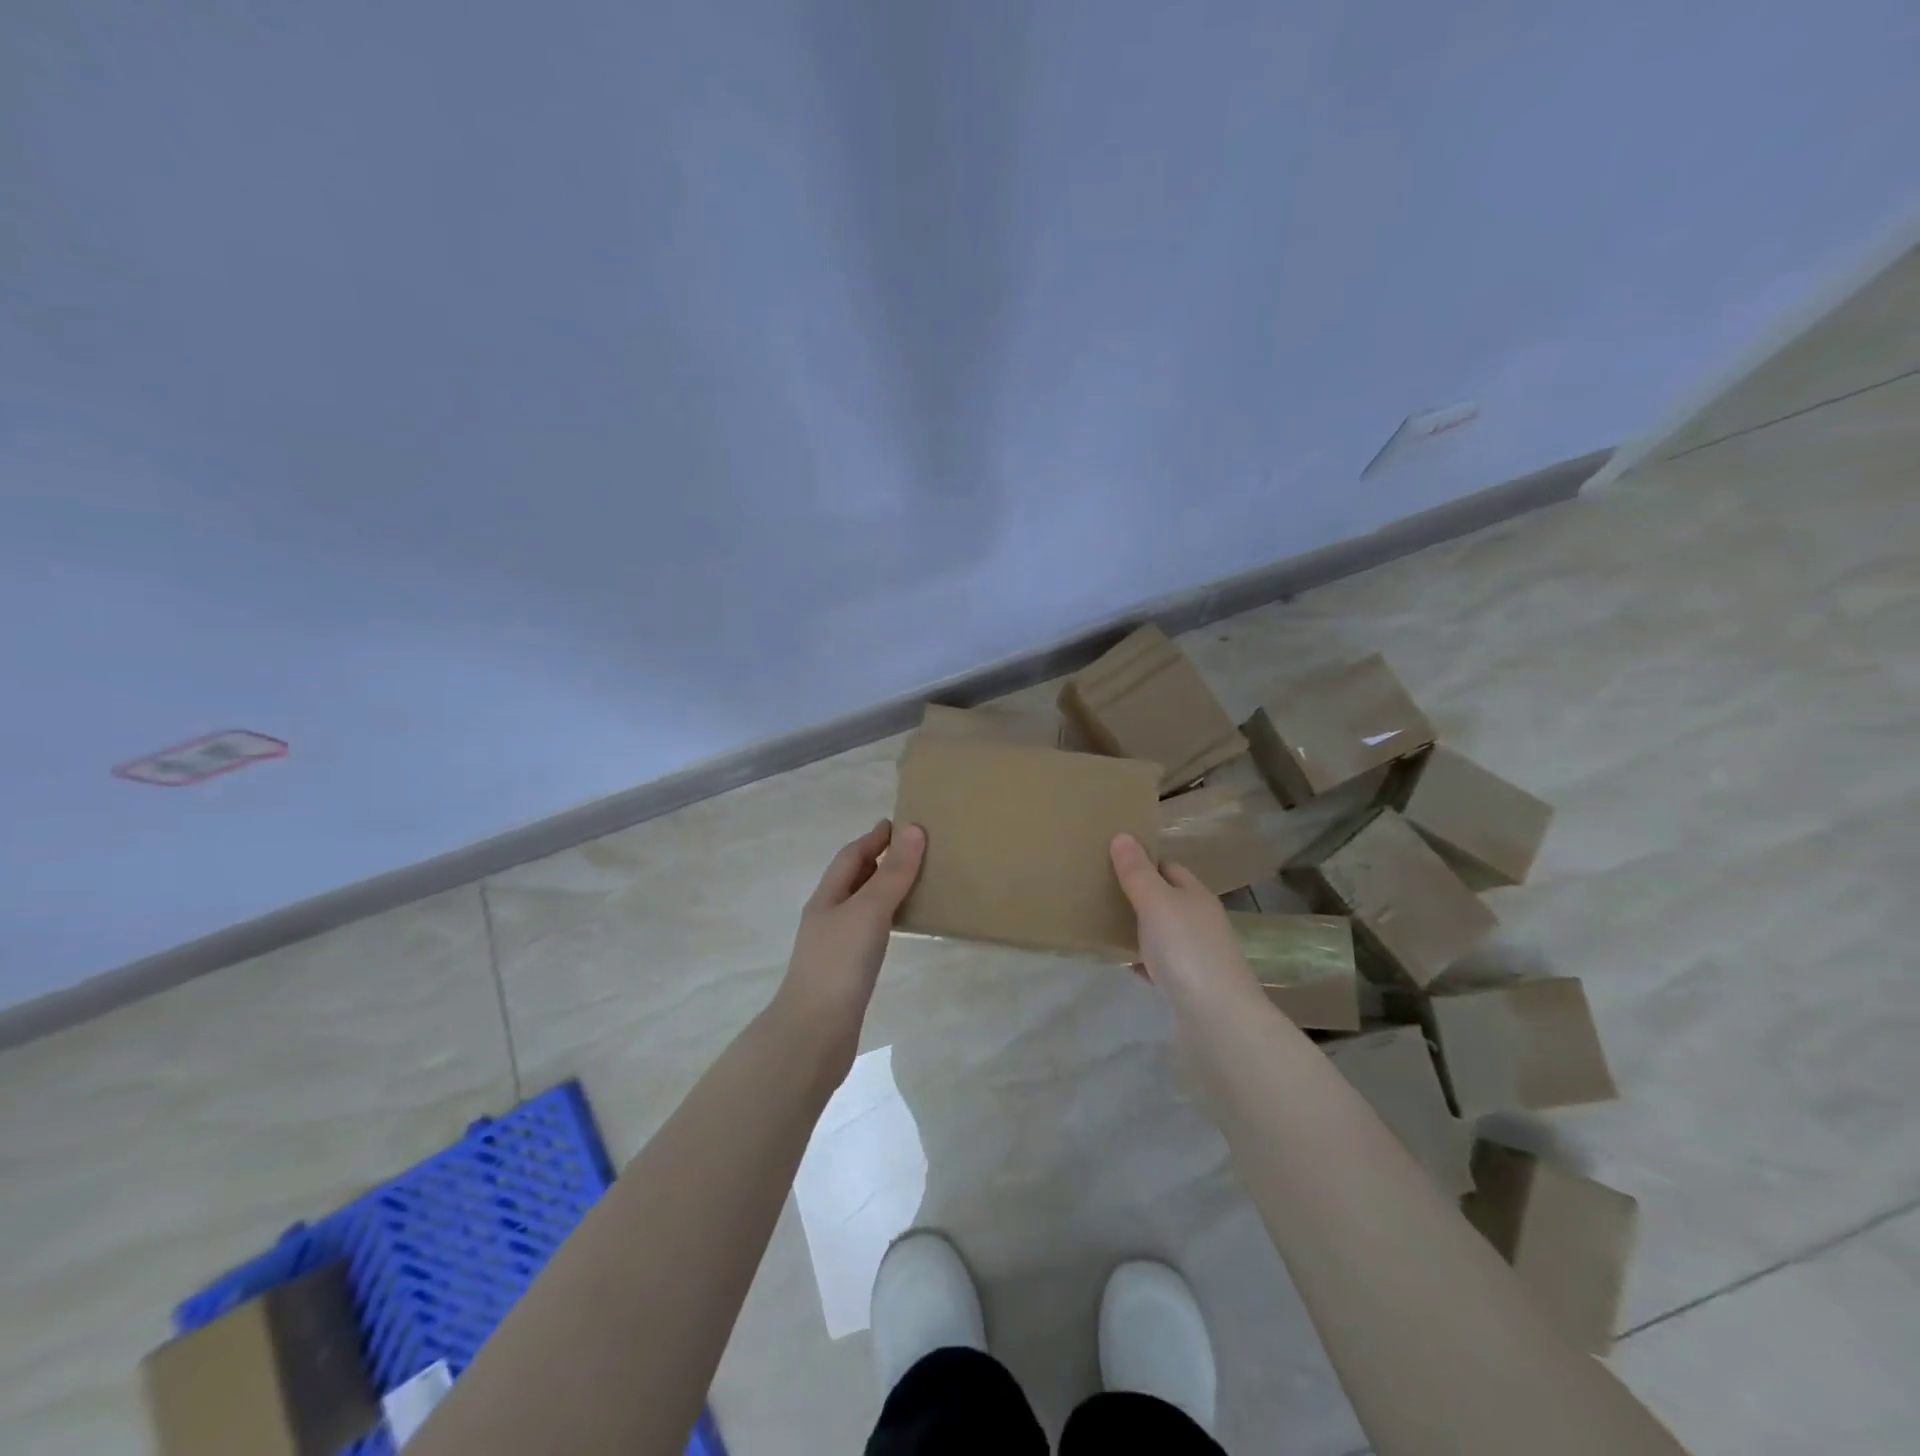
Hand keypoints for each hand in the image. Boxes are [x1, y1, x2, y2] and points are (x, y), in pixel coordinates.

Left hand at [776, 820, 926, 1054]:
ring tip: (915, 884)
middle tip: (913, 850)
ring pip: (861, 907)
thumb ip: (892, 873)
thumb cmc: (839, 964)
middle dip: (879, 861)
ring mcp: (834, 947)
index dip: (874, 838)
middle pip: (853, 879)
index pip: (851, 856)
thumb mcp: (868, 910)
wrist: (814, 1034)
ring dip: (884, 890)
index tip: (899, 823)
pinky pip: (869, 933)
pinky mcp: (846, 973)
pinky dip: (886, 920)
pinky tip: (901, 929)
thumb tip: (913, 829)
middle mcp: (828, 917)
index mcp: (827, 897)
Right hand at [1110, 833, 1259, 1004]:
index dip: (1143, 862)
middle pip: (1168, 900)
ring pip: (1164, 933)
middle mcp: (1202, 921)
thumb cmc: (1186, 950)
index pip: (1169, 868)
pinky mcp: (1192, 986)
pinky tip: (1127, 965)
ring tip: (1106, 926)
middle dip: (1139, 895)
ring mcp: (1199, 955)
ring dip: (1140, 929)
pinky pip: (1163, 965)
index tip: (1112, 862)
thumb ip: (1138, 872)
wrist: (1218, 1019)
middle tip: (1101, 893)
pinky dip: (1145, 961)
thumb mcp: (1156, 903)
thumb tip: (1123, 835)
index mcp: (1196, 895)